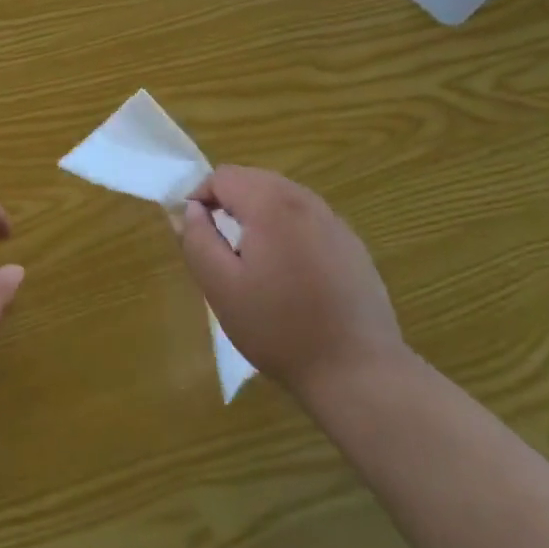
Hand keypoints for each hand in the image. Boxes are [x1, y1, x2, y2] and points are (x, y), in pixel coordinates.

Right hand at [175, 166, 406, 403]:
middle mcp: (305, 201)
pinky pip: (308, 219)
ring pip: (283, 197)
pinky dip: (288, 230)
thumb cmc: (278, 329)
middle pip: (255, 179)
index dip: (201, 197)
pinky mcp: (352, 244)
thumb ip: (198, 240)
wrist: (357, 371)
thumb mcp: (220, 287)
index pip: (224, 176)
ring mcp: (334, 221)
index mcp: (270, 205)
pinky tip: (290, 273)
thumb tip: (191, 210)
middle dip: (229, 202)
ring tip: (251, 258)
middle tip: (220, 245)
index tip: (195, 232)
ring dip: (258, 214)